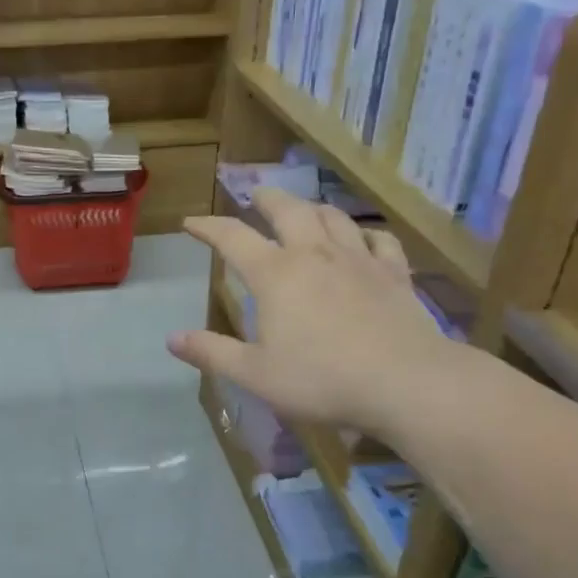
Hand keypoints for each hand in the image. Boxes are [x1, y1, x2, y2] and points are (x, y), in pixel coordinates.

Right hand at [167, 188, 461, 435]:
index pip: (232, 238)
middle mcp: (315, 254)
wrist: (406, 383)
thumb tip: (172, 339)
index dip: (208, 227)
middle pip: (288, 210)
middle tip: (255, 193)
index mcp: (276, 274)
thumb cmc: (322, 380)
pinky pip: (380, 240)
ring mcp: (359, 260)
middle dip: (266, 197)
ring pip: (333, 217)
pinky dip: (366, 234)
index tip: (190, 222)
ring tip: (304, 209)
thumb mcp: (255, 374)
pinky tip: (364, 239)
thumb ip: (212, 353)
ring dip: (312, 208)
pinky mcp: (395, 274)